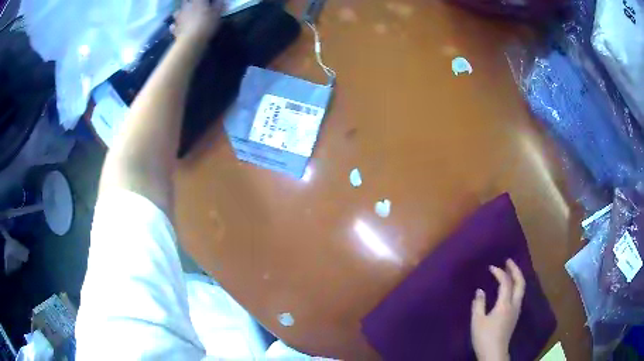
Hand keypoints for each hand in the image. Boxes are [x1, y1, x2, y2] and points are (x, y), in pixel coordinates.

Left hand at [171, 0, 223, 42]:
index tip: (207, 3)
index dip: (203, 0)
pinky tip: (177, 27)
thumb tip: (219, 1)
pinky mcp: (174, 28)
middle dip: (188, 3)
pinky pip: (173, 25)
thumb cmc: (206, 24)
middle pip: (185, 1)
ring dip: (180, 13)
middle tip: (193, 6)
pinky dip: (175, 26)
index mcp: (197, 1)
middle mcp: (186, 7)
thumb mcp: (217, 14)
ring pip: (176, 12)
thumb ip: (218, 5)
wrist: (191, 41)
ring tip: (184, 16)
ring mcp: (178, 18)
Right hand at [471, 259, 525, 360]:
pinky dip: (516, 286)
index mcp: (505, 304)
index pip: (505, 282)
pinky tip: (510, 289)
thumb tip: (480, 291)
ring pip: (521, 288)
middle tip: (508, 261)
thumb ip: (479, 304)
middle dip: (515, 270)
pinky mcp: (515, 316)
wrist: (494, 353)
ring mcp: (516, 310)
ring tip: (510, 272)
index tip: (491, 267)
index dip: (499, 272)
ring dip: (517, 277)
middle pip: (520, 282)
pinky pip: (519, 295)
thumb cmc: (484, 337)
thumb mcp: (477, 321)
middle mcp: (514, 304)